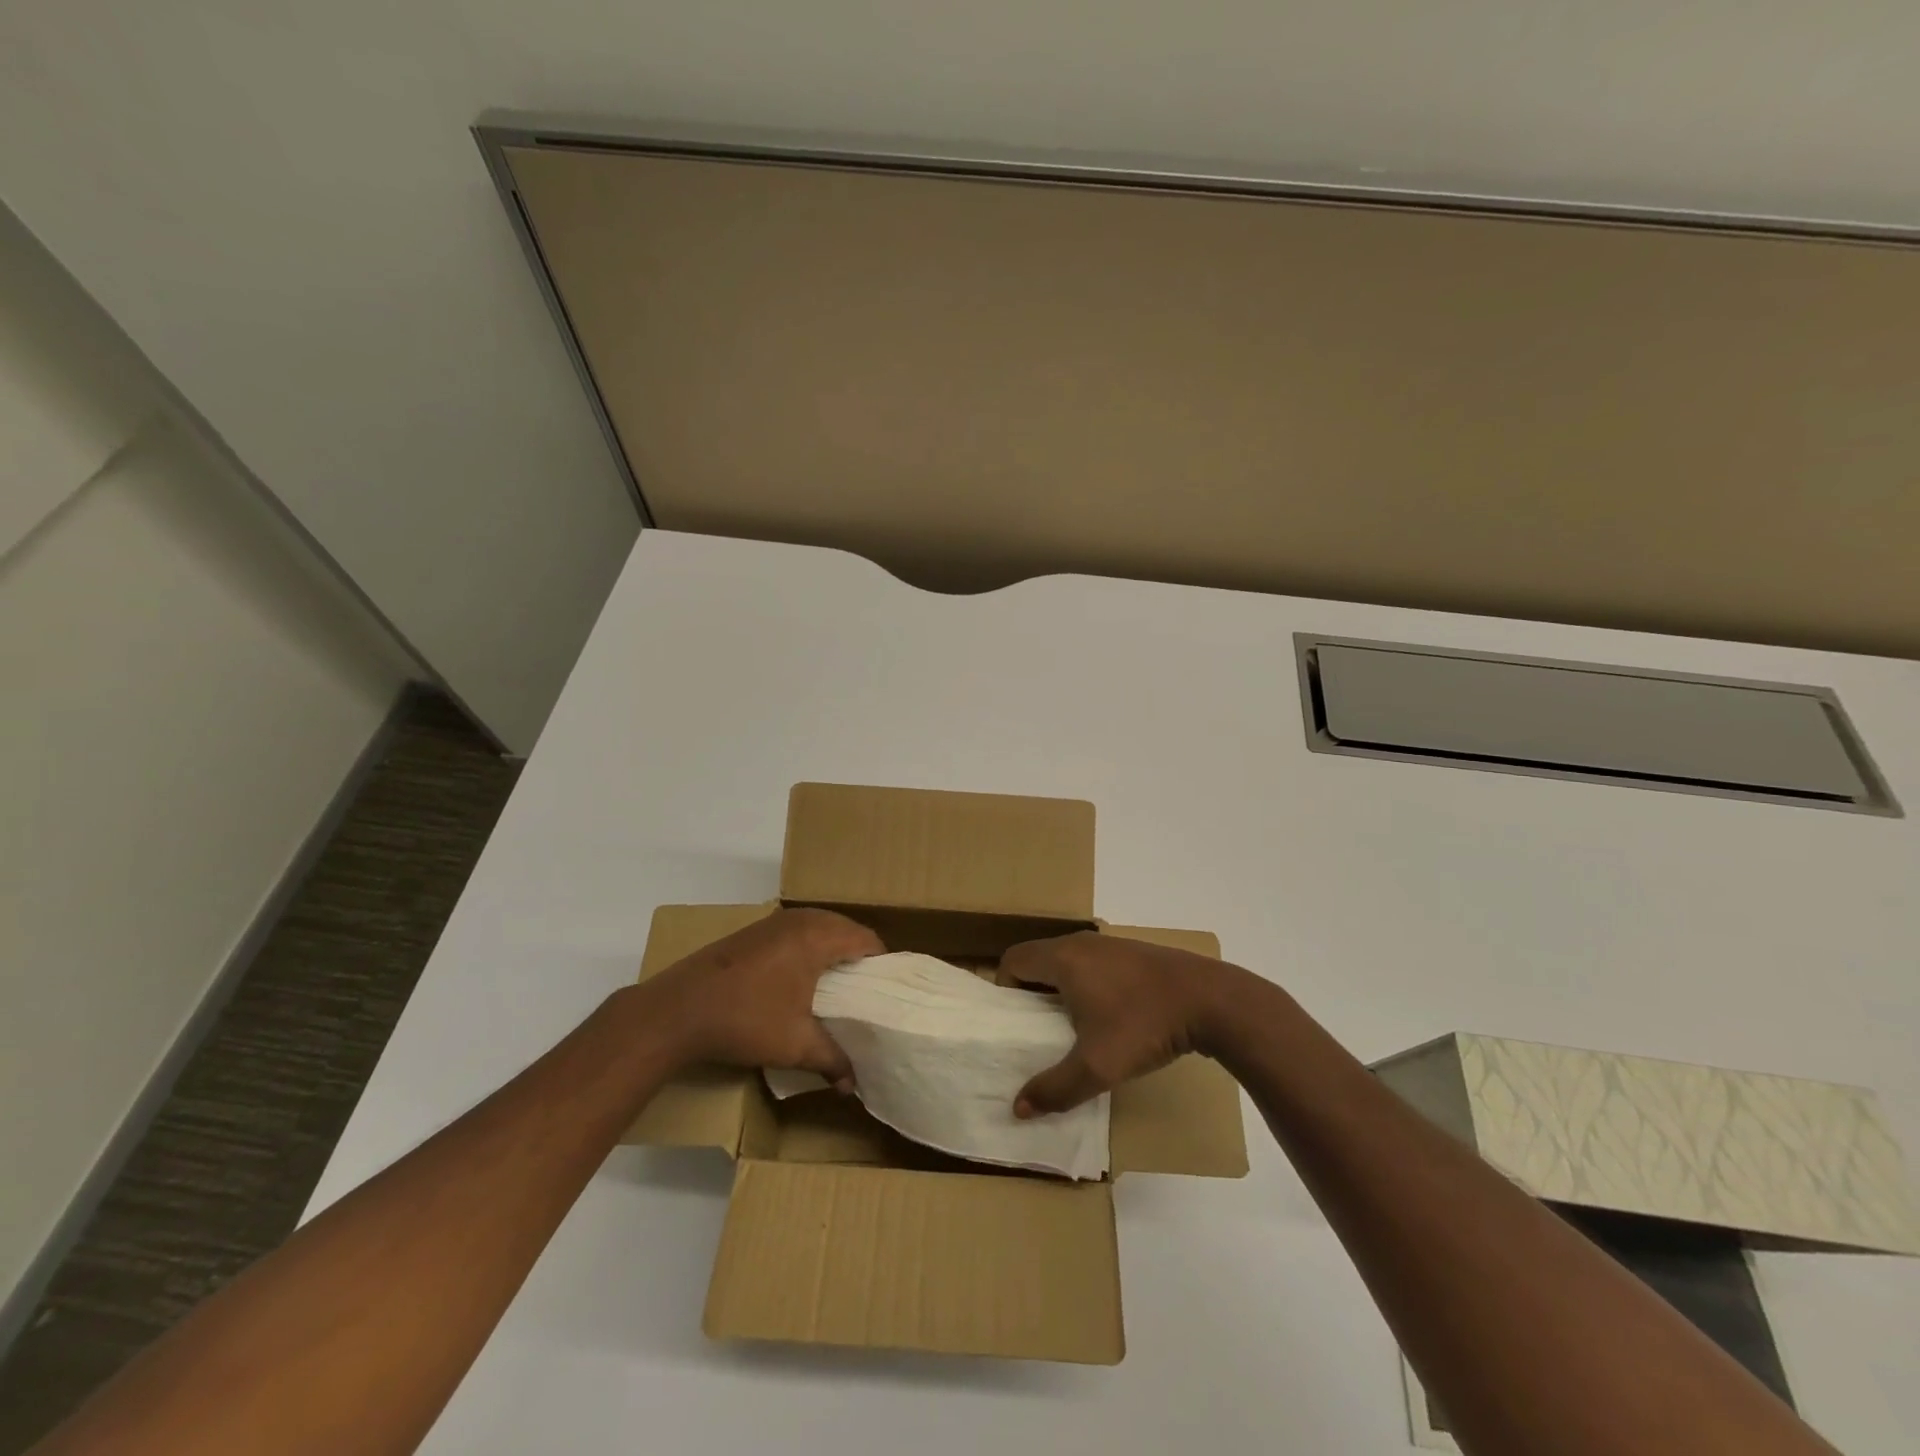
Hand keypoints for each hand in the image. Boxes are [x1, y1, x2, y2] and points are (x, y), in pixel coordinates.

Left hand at [638, 908, 881, 1084]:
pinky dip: (809, 947)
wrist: (677, 1010)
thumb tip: (853, 1086)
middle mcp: (800, 919)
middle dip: (858, 956)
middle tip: (865, 990)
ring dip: (833, 949)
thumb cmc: (745, 1020)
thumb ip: (832, 1060)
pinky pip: (797, 930)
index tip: (885, 991)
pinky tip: (801, 977)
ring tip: (837, 985)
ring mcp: (773, 921)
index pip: (867, 939)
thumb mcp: (795, 1045)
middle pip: (845, 928)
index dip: (882, 963)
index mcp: (818, 937)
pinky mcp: (754, 930)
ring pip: (820, 926)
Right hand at [1001, 930, 1244, 1117]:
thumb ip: (1055, 1089)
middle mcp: (1082, 943)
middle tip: (1036, 1030)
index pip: (1014, 960)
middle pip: (1039, 959)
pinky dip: (1089, 985)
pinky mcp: (1135, 954)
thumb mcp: (1097, 1066)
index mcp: (1063, 958)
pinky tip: (1110, 1018)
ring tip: (1072, 1028)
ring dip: (1062, 989)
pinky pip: (1095, 965)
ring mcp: (1111, 945)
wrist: (1210, 1000)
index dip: (1005, 988)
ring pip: (1069, 962)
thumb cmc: (1143, 1025)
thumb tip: (1018, 1108)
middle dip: (1031, 992)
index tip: (1013, 1021)